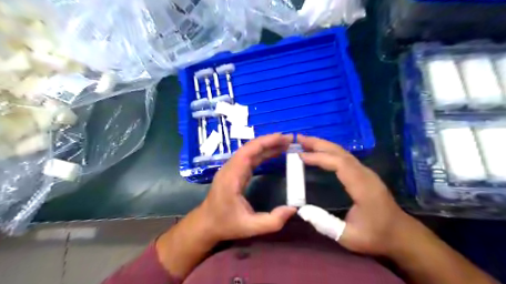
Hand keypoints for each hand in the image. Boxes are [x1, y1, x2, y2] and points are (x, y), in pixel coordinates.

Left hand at [196, 133, 297, 240]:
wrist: (205, 224)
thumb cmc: (225, 225)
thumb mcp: (250, 227)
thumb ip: (272, 221)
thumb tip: (293, 209)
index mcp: (232, 177)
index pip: (248, 152)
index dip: (266, 142)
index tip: (282, 137)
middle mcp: (230, 168)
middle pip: (250, 148)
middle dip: (269, 141)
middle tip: (289, 139)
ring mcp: (231, 169)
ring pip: (249, 151)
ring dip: (267, 146)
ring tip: (284, 144)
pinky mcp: (234, 172)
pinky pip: (249, 158)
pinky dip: (262, 154)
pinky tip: (273, 154)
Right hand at [298, 135, 414, 256]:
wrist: (401, 235)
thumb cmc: (376, 236)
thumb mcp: (349, 237)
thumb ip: (325, 224)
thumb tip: (302, 210)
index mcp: (363, 187)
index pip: (339, 164)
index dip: (319, 157)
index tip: (300, 155)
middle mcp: (365, 174)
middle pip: (341, 152)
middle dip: (319, 143)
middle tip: (299, 138)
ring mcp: (366, 172)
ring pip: (343, 152)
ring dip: (324, 145)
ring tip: (306, 142)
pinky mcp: (364, 174)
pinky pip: (345, 157)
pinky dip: (330, 151)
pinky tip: (320, 152)